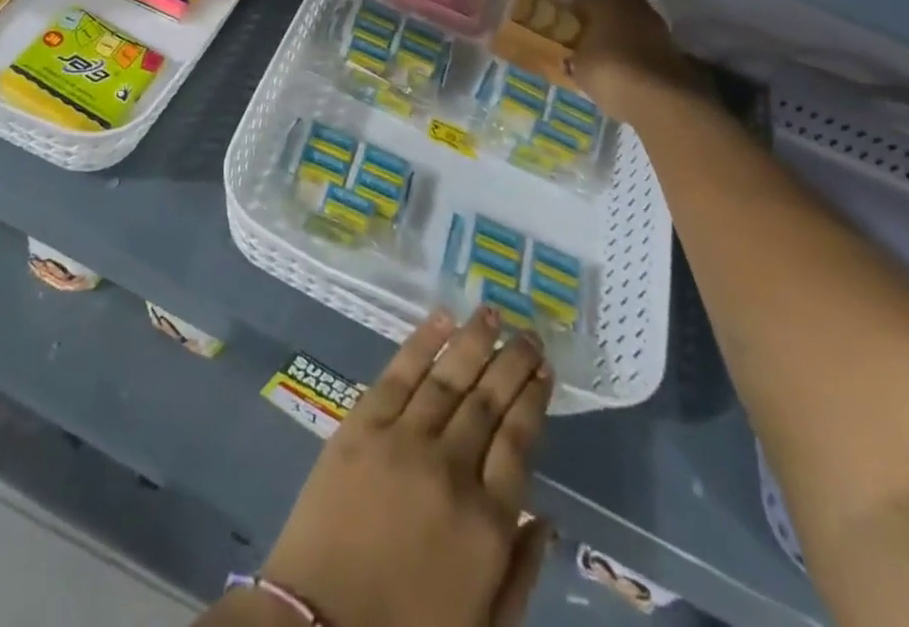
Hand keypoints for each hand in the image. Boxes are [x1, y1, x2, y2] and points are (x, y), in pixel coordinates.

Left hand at [261, 309, 554, 626]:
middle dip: (512, 361)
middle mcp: (451, 469)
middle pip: (488, 401)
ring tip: (491, 313)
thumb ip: (520, 572)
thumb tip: (546, 517)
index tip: (544, 369)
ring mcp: (403, 440)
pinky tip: (441, 320)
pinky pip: (398, 373)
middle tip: (528, 331)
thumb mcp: (484, 625)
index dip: (533, 399)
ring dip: (473, 341)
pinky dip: (421, 343)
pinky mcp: (361, 425)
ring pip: (448, 377)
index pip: (519, 441)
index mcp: (486, 523)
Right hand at [562, 0, 699, 120]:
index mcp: (602, 1)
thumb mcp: (577, 66)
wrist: (657, 95)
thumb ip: (576, 55)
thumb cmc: (606, 71)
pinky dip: (638, 49)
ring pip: (632, 22)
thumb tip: (575, 56)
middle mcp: (630, 4)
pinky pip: (646, 40)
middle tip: (590, 40)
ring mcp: (655, 22)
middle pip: (611, 5)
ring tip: (610, 55)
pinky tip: (629, 66)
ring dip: (623, 33)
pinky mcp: (672, 43)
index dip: (573, 16)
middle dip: (602, 19)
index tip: (568, 32)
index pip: (581, 0)